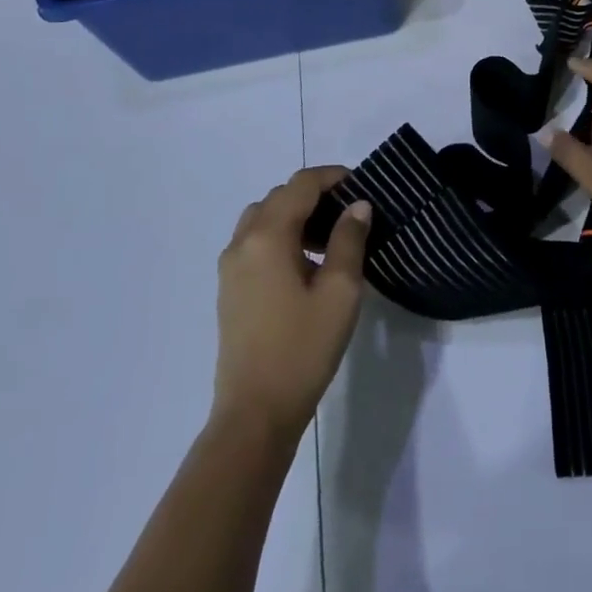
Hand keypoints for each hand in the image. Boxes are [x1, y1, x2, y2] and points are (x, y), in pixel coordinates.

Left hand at [213, 166, 372, 441]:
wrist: (254, 415)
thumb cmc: (302, 349)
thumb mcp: (340, 291)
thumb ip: (349, 240)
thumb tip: (357, 205)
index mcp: (268, 236)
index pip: (301, 185)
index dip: (332, 177)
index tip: (361, 185)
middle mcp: (242, 243)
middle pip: (279, 197)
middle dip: (314, 195)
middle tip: (348, 213)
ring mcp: (230, 268)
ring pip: (263, 219)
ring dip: (295, 216)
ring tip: (328, 239)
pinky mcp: (229, 290)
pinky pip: (254, 243)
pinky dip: (279, 236)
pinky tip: (304, 266)